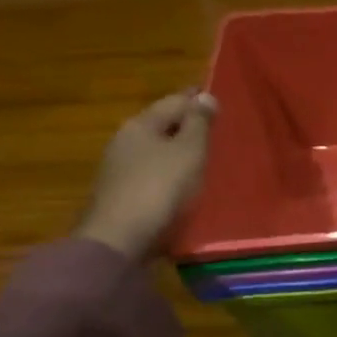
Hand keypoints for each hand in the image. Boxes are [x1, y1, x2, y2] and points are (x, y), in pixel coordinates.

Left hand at [77, 90, 218, 261]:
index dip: (196, 100)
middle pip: (161, 126)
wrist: (119, 240)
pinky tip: (183, 184)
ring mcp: (118, 170)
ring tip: (204, 159)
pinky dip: (168, 174)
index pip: (173, 102)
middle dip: (186, 126)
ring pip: (155, 152)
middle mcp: (124, 141)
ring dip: (177, 152)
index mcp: (140, 125)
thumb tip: (205, 95)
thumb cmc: (159, 188)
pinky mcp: (120, 196)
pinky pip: (151, 175)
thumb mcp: (188, 152)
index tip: (218, 100)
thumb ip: (199, 124)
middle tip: (216, 131)